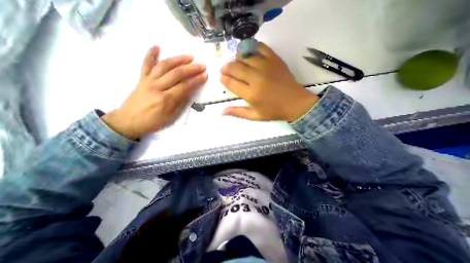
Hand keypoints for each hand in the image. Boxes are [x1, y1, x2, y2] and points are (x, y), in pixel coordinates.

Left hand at [102, 47, 205, 139]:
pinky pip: (146, 65)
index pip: (185, 87)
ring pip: (164, 66)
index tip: (205, 75)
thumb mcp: (171, 117)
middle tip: (202, 65)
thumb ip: (180, 103)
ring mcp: (148, 81)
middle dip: (191, 68)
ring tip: (189, 56)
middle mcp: (157, 87)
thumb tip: (189, 92)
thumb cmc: (152, 122)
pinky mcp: (141, 79)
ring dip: (178, 59)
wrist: (128, 121)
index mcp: (166, 99)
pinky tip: (157, 47)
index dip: (196, 80)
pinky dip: (150, 54)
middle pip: (176, 74)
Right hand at [222, 42, 319, 121]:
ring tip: (235, 63)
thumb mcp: (255, 116)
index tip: (222, 79)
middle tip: (224, 70)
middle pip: (235, 67)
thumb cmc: (274, 111)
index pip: (231, 83)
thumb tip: (222, 111)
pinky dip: (251, 47)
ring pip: (245, 56)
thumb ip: (238, 112)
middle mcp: (256, 78)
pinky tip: (248, 52)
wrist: (295, 103)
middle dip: (226, 68)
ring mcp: (266, 67)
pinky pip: (260, 47)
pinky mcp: (274, 60)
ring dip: (236, 58)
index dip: (224, 80)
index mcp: (251, 94)